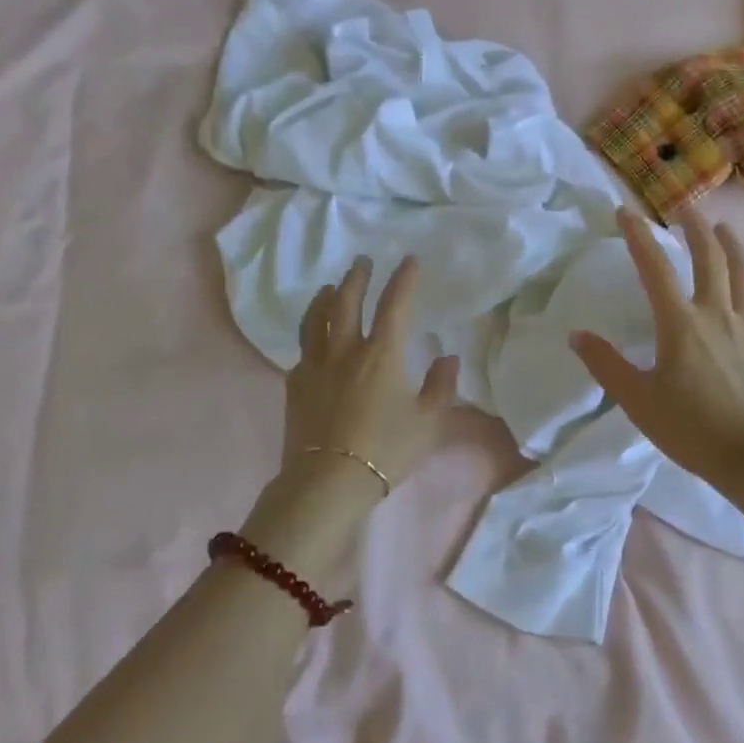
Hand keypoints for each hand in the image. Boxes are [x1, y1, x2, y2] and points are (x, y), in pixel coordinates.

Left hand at [244, 256, 458, 591]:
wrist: (327, 482)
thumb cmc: (386, 451)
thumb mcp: (428, 422)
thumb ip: (441, 386)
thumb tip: (447, 357)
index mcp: (382, 354)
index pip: (394, 305)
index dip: (403, 279)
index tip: (408, 260)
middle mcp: (346, 350)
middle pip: (347, 301)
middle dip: (356, 277)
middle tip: (361, 262)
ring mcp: (316, 365)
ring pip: (316, 319)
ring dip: (325, 297)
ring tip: (330, 287)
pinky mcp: (295, 385)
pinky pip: (302, 349)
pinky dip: (310, 333)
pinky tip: (313, 337)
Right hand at [570, 208, 743, 508]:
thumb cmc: (692, 430)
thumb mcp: (638, 401)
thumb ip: (607, 365)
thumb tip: (577, 335)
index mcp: (681, 325)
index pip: (655, 268)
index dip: (639, 236)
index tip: (625, 212)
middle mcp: (718, 315)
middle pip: (710, 258)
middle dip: (696, 228)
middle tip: (685, 209)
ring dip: (734, 247)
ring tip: (725, 230)